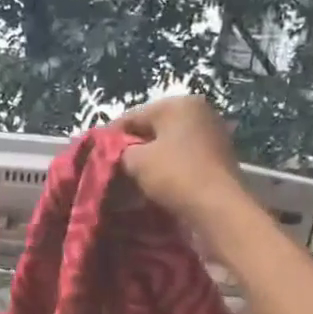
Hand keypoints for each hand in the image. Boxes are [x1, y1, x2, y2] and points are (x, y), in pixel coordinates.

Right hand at [114, 95, 245, 223]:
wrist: (218, 210)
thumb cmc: (175, 176)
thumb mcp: (136, 161)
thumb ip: (118, 151)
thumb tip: (111, 152)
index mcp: (180, 104)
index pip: (133, 116)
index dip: (109, 136)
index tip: (93, 155)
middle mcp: (199, 113)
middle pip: (152, 130)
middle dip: (131, 149)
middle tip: (111, 170)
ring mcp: (212, 136)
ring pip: (167, 146)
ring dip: (148, 162)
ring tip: (129, 181)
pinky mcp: (217, 160)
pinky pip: (182, 160)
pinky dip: (166, 170)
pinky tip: (153, 186)